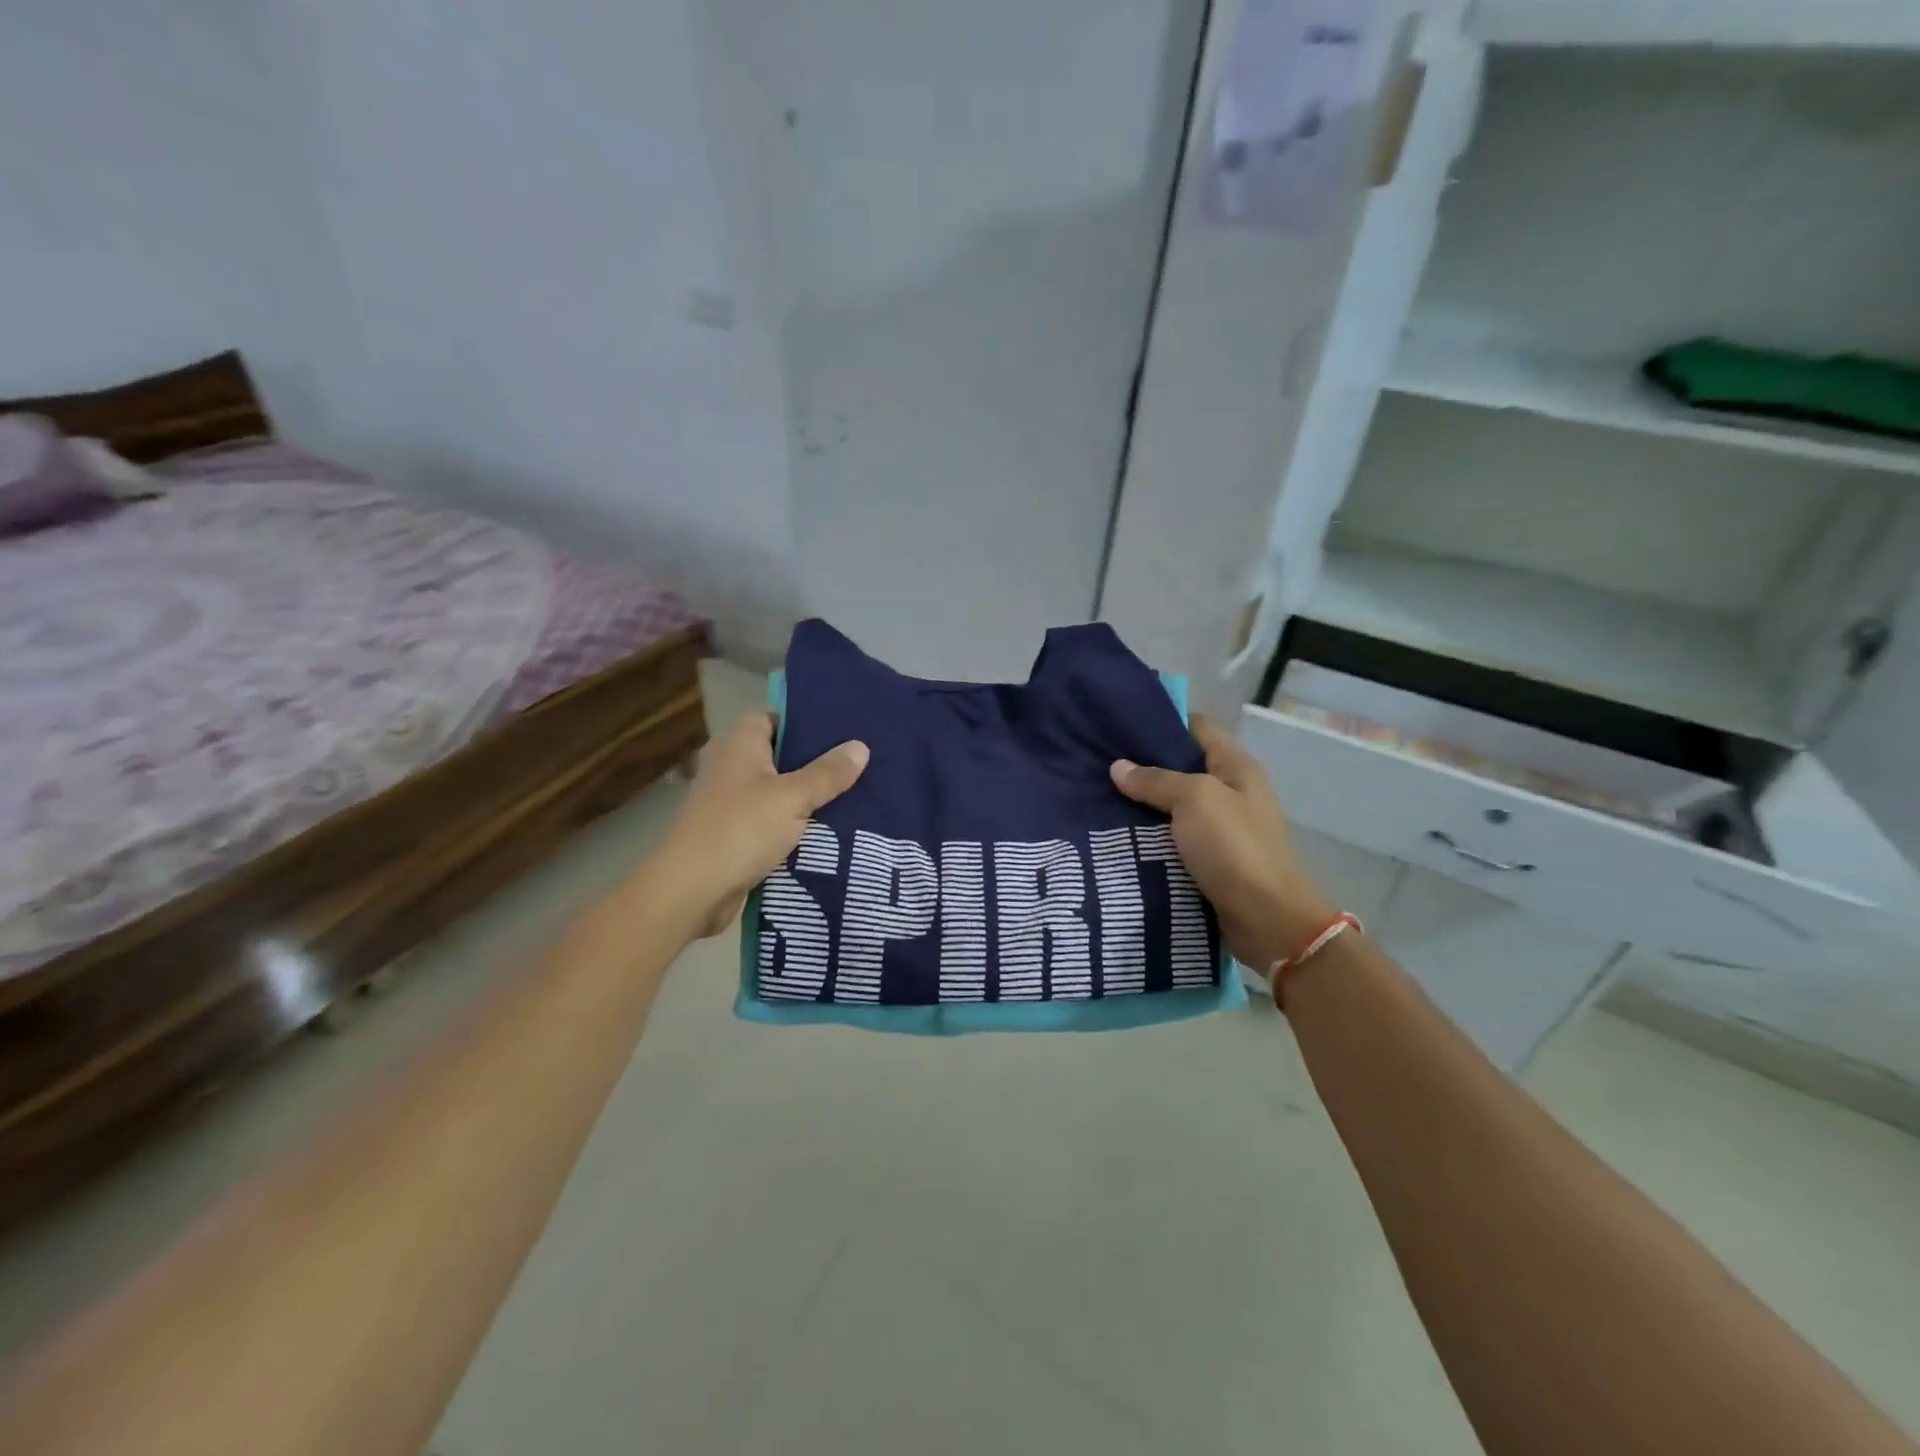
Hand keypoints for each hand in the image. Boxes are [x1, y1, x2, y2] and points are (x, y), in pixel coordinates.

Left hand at [653, 714, 868, 937]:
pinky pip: (770, 821)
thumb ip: (828, 773)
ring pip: (776, 791)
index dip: (805, 723)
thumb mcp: (793, 798)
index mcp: (740, 745)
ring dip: (805, 798)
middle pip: (779, 756)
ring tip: (853, 797)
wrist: (692, 891)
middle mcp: (730, 766)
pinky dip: (792, 825)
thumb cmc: (741, 830)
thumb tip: (861, 746)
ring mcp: (728, 802)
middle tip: (857, 766)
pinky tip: (828, 831)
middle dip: (814, 763)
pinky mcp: (732, 834)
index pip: (773, 718)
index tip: (842, 733)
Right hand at [1110, 714, 1336, 971]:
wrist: (1265, 918)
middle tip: (1099, 763)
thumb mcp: (1194, 800)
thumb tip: (1118, 767)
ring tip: (1098, 797)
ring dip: (1142, 804)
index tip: (1119, 723)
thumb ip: (1155, 780)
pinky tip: (1116, 834)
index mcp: (1235, 766)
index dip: (1162, 721)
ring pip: (1173, 806)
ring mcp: (1221, 827)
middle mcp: (1231, 791)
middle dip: (1144, 765)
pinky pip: (1173, 838)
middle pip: (1182, 767)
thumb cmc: (1233, 847)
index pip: (1197, 727)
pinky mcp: (1210, 859)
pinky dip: (1149, 835)